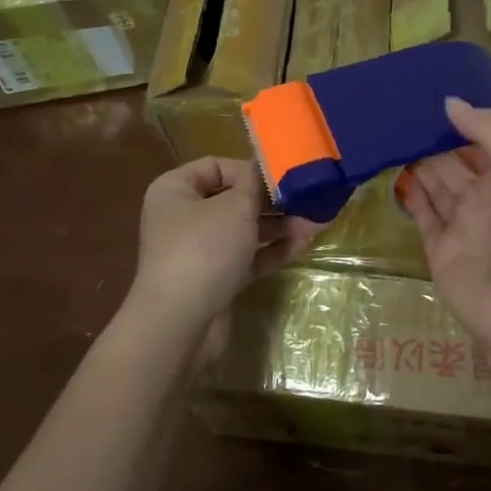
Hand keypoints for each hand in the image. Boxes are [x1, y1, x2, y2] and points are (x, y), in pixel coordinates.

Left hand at [127, 157, 321, 355]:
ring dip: (277, 225)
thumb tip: (266, 167)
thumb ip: (256, 183)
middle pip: (232, 199)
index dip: (249, 169)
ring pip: (243, 230)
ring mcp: (197, 251)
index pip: (215, 166)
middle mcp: (182, 217)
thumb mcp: (236, 206)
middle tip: (307, 199)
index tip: (281, 176)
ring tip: (314, 223)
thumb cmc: (204, 248)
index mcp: (175, 190)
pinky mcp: (213, 280)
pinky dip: (271, 250)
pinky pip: (246, 257)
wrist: (180, 323)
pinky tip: (301, 244)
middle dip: (271, 200)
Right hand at [402, 97, 490, 379]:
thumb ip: (490, 132)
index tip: (425, 93)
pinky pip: (421, 215)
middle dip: (428, 137)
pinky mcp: (439, 251)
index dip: (457, 118)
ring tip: (384, 134)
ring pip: (433, 184)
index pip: (479, 138)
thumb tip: (449, 101)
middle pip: (450, 160)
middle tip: (393, 110)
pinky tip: (389, 172)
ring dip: (414, 161)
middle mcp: (484, 197)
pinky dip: (408, 195)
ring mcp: (460, 224)